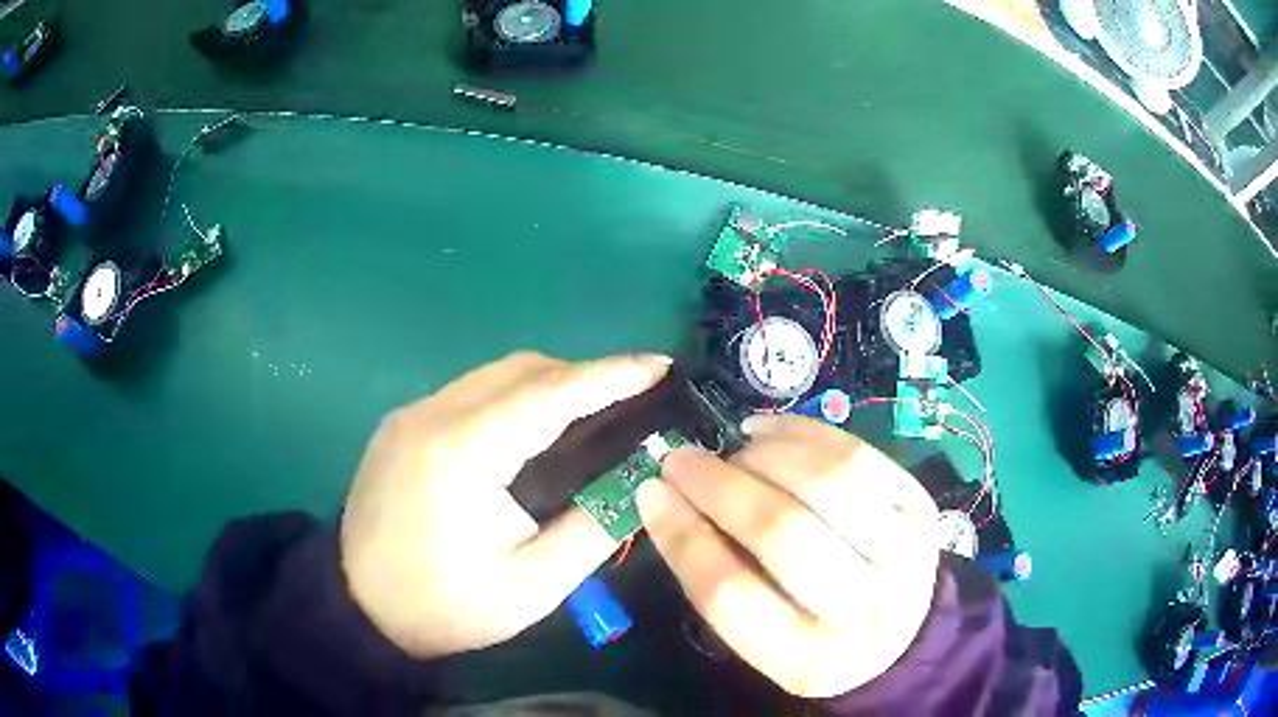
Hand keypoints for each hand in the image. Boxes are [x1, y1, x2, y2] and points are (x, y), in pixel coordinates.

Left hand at [340, 352, 670, 658]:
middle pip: (523, 369)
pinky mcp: (402, 423)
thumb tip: (642, 484)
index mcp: (465, 452)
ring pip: (495, 374)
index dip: (612, 374)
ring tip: (589, 415)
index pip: (551, 393)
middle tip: (631, 401)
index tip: (660, 365)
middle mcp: (434, 414)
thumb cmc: (445, 605)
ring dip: (547, 384)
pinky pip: (470, 391)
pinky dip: (512, 397)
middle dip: (583, 376)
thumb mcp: (532, 586)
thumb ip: (593, 529)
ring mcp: (412, 413)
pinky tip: (530, 430)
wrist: (358, 606)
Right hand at [637, 415, 939, 697]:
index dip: (683, 537)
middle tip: (681, 458)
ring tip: (733, 448)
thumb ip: (716, 581)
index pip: (732, 594)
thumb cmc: (813, 638)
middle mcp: (866, 610)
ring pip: (828, 484)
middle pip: (783, 533)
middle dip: (719, 486)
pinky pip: (859, 456)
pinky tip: (769, 432)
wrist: (902, 634)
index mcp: (809, 661)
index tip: (650, 492)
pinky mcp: (921, 509)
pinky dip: (806, 434)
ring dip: (765, 455)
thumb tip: (667, 497)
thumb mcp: (760, 639)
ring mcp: (905, 554)